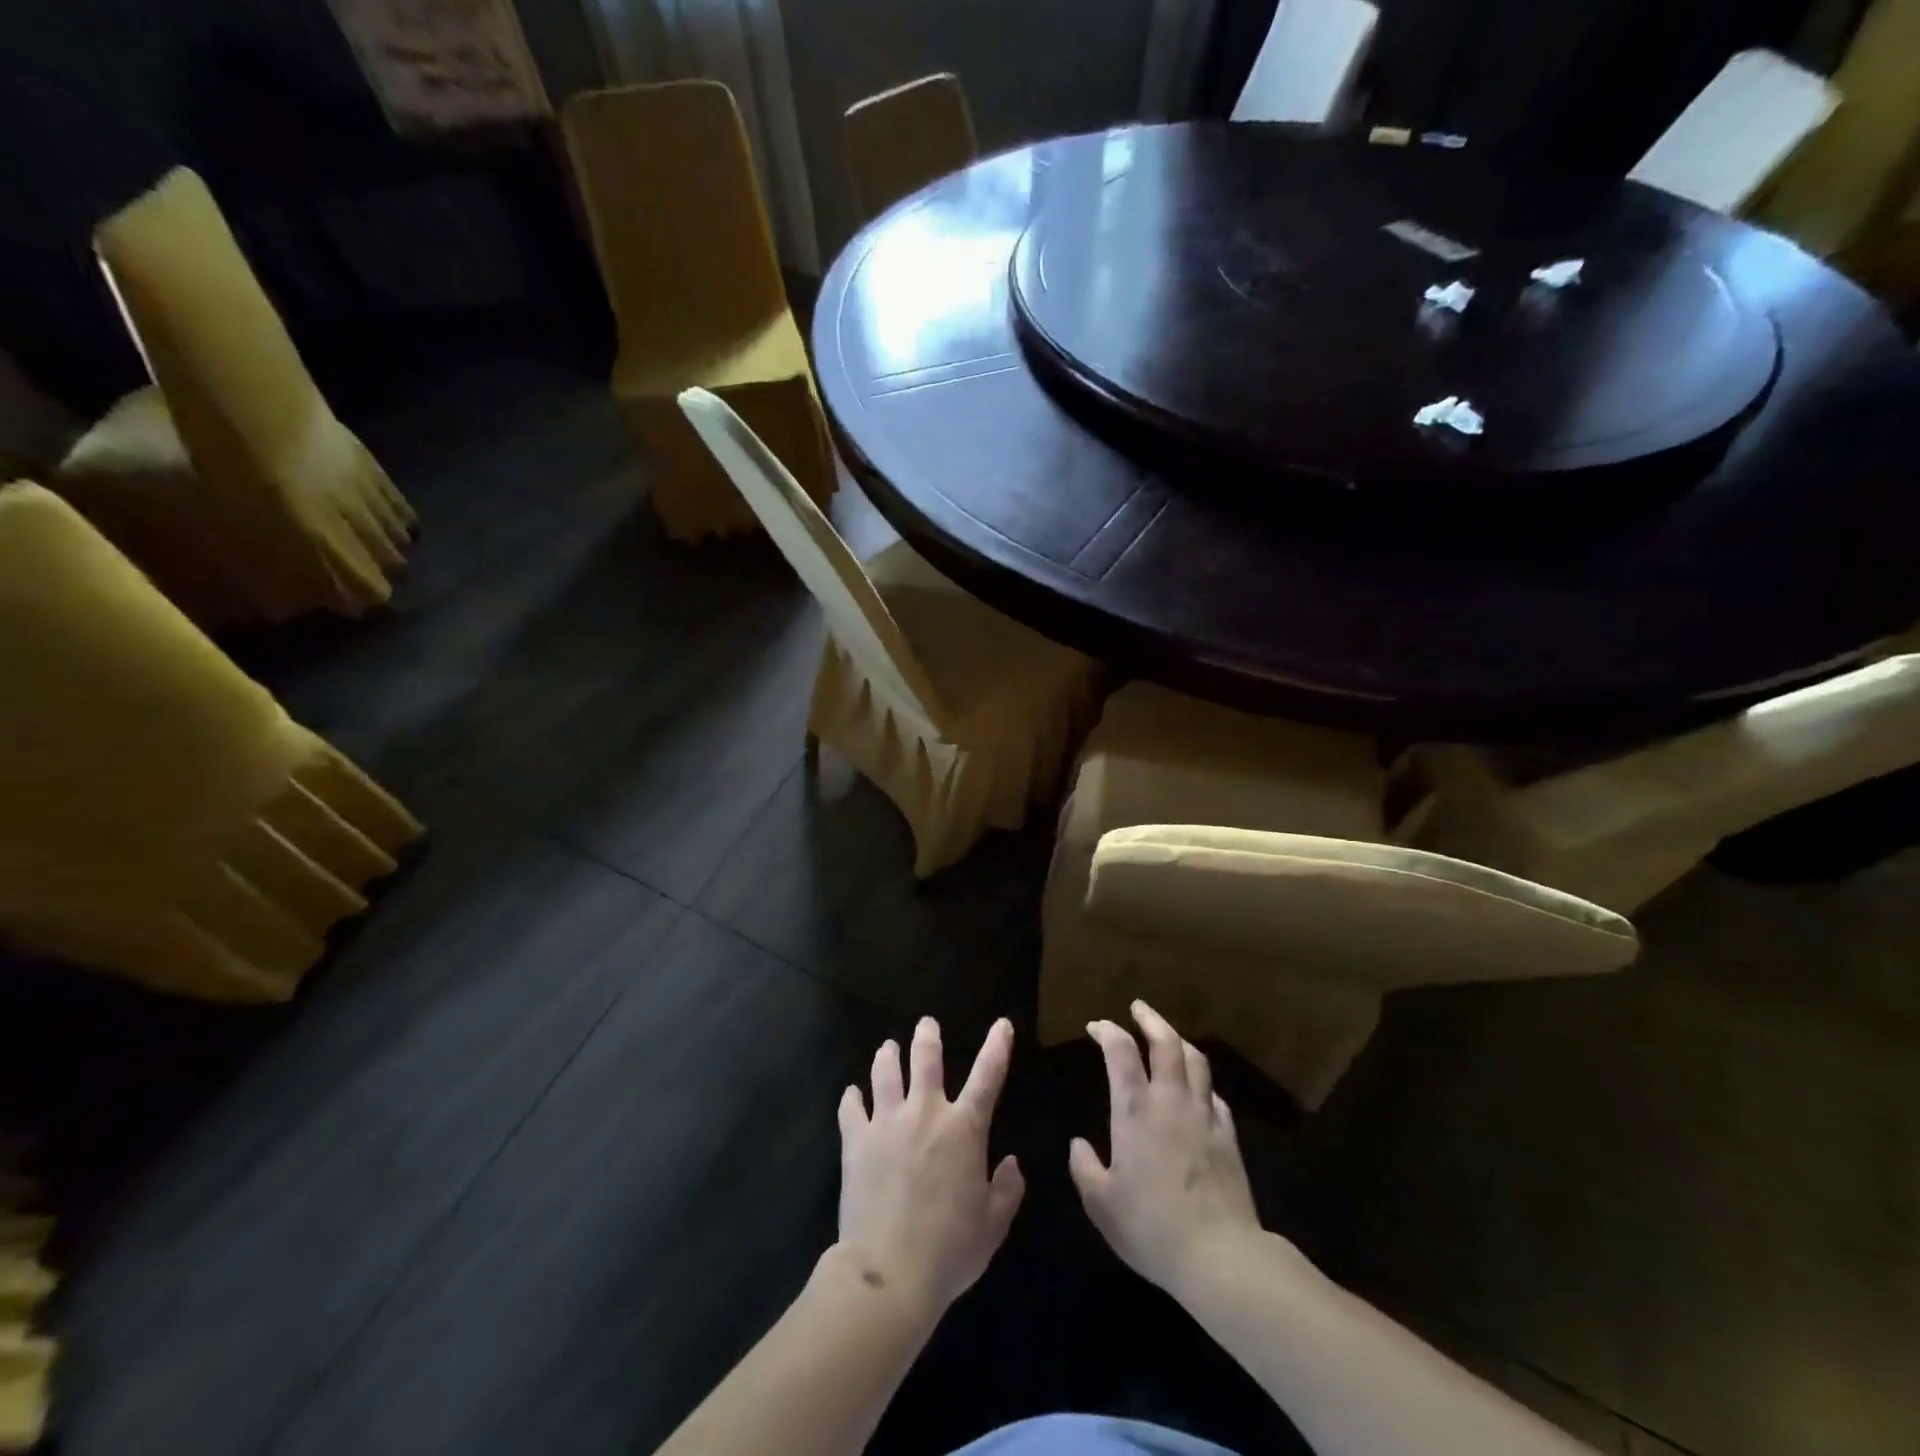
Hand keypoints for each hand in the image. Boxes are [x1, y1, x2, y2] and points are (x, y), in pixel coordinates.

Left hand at [836, 1017, 1024, 1314]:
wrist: (890, 1271)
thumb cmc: (950, 1249)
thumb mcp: (993, 1225)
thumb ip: (1007, 1190)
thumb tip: (1011, 1163)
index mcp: (964, 1128)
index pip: (988, 1076)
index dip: (997, 1046)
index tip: (1002, 1023)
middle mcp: (925, 1113)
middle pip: (925, 1058)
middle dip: (927, 1036)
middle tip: (926, 1023)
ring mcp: (887, 1122)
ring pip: (885, 1072)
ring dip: (888, 1056)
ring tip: (888, 1047)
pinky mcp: (856, 1140)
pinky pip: (851, 1108)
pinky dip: (852, 1098)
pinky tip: (851, 1094)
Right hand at [1070, 1001, 1261, 1296]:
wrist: (1220, 1256)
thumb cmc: (1151, 1227)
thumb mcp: (1101, 1204)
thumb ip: (1084, 1168)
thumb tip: (1079, 1145)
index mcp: (1135, 1110)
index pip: (1120, 1052)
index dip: (1107, 1031)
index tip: (1096, 1026)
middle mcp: (1170, 1101)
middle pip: (1166, 1042)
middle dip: (1150, 1019)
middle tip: (1137, 1007)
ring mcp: (1204, 1116)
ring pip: (1196, 1061)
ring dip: (1178, 1041)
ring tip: (1168, 1036)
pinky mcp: (1228, 1136)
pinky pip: (1214, 1095)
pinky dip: (1200, 1082)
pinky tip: (1196, 1090)